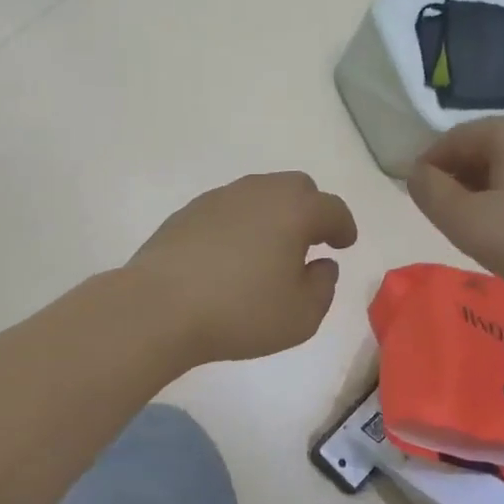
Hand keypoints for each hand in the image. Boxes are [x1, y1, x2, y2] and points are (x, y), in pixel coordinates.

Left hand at [128, 172, 357, 365]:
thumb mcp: (301, 315)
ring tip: (271, 248)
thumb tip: (321, 264)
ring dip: (273, 214)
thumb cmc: (240, 312)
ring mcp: (218, 199)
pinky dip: (240, 224)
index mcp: (293, 210)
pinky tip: (232, 254)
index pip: (331, 208)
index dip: (343, 226)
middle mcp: (258, 192)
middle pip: (295, 188)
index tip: (344, 243)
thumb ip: (323, 286)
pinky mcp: (187, 213)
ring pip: (258, 194)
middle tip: (310, 240)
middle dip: (310, 210)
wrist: (159, 307)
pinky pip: (227, 209)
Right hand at [407, 113, 503, 306]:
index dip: (427, 169)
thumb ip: (430, 193)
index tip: (419, 204)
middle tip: (451, 223)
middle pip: (482, 150)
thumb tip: (418, 173)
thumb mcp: (467, 222)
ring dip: (488, 194)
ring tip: (487, 233)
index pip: (450, 140)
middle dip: (458, 182)